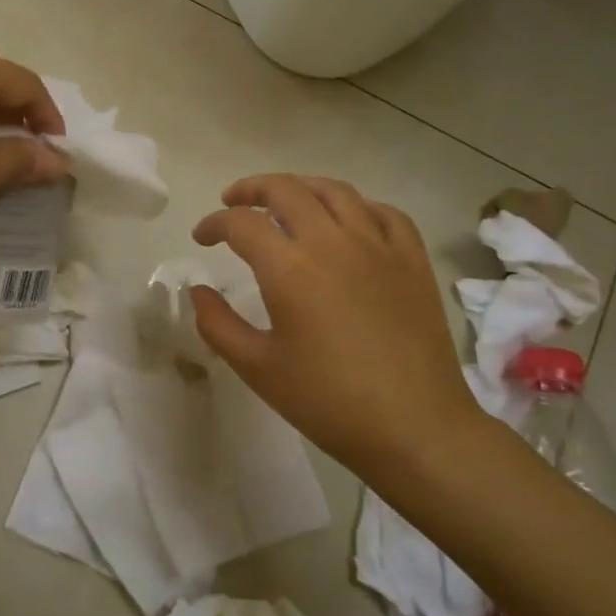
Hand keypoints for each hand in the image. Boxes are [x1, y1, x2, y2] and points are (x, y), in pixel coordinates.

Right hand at [190, 176, 487, 489]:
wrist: (416, 428)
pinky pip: (384, 212)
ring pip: (335, 192)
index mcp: (289, 268)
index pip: (241, 224)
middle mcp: (332, 243)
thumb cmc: (328, 402)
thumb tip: (199, 291)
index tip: (201, 237)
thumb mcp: (257, 368)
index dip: (214, 223)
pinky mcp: (412, 261)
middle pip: (286, 190)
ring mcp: (378, 247)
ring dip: (300, 187)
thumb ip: (217, 324)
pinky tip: (347, 221)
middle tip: (232, 201)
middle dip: (251, 189)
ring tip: (284, 201)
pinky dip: (357, 206)